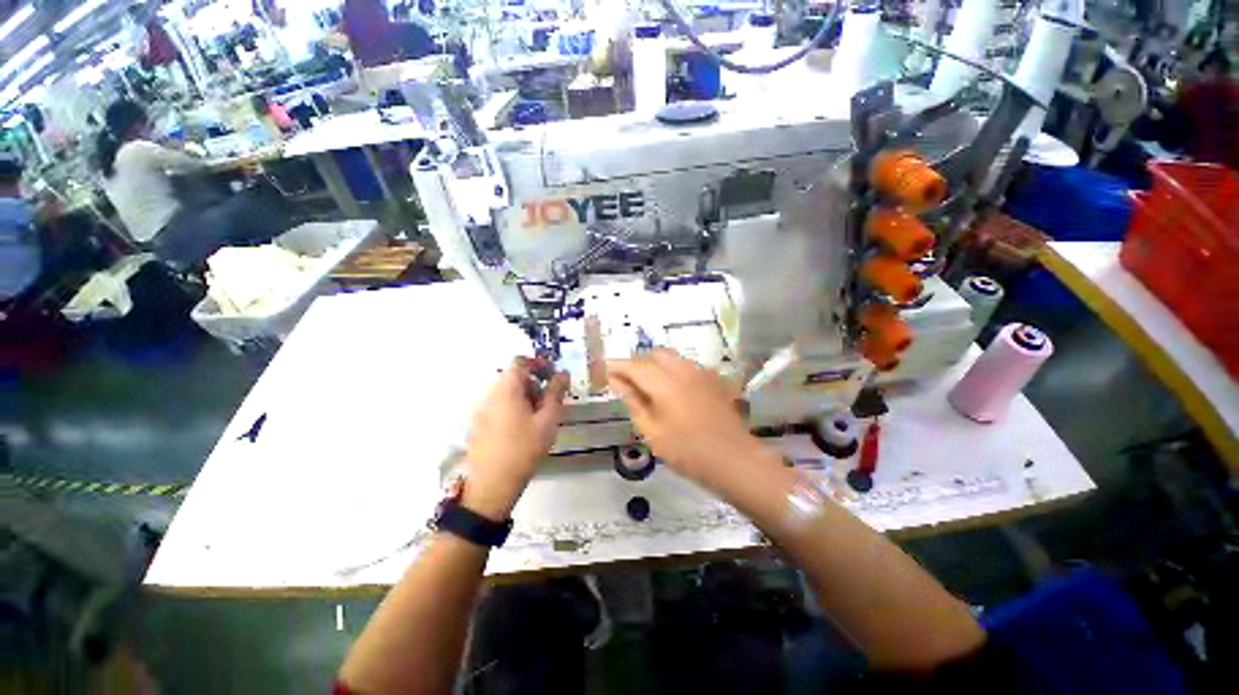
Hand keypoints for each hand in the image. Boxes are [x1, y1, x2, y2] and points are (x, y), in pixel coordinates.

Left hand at [463, 357, 568, 519]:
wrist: (492, 485)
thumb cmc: (524, 449)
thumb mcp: (548, 420)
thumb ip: (556, 393)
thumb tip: (562, 373)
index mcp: (506, 389)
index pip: (520, 361)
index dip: (538, 363)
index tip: (553, 377)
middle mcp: (490, 394)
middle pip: (514, 377)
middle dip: (534, 384)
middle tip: (550, 402)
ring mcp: (482, 409)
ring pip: (507, 392)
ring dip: (525, 397)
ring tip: (539, 418)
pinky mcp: (479, 424)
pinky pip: (499, 406)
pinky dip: (514, 408)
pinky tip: (523, 429)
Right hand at [607, 349, 770, 496]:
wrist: (733, 459)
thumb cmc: (687, 450)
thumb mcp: (652, 431)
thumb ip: (633, 401)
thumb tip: (617, 382)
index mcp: (664, 382)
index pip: (634, 365)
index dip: (618, 368)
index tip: (607, 375)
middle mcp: (683, 370)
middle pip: (655, 355)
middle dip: (639, 365)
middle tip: (631, 386)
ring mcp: (701, 373)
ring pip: (673, 359)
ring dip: (657, 368)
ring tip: (652, 391)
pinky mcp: (713, 380)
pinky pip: (687, 367)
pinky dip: (674, 373)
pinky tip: (675, 394)